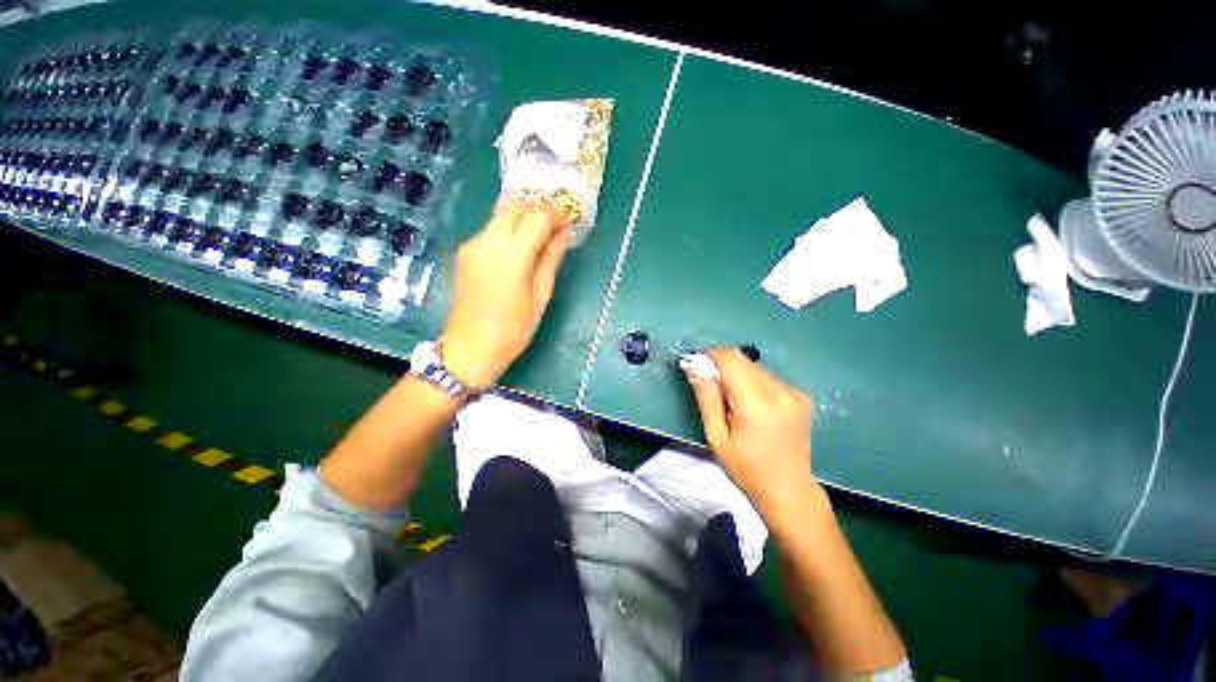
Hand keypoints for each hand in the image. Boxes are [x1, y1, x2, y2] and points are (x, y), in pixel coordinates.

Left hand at [441, 203, 573, 387]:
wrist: (470, 349)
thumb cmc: (513, 329)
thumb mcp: (540, 296)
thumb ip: (552, 260)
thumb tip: (566, 236)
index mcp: (512, 254)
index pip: (537, 218)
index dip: (556, 217)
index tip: (568, 227)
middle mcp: (488, 241)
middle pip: (515, 208)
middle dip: (537, 212)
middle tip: (554, 230)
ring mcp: (472, 245)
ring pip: (501, 217)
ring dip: (522, 221)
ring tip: (540, 240)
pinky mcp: (464, 253)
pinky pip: (490, 231)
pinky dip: (508, 232)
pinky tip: (518, 251)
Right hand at [684, 348, 818, 515]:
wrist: (789, 490)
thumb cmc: (746, 468)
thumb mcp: (716, 436)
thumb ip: (706, 397)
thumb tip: (694, 365)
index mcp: (756, 404)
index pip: (731, 359)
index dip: (711, 355)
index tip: (698, 366)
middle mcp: (779, 391)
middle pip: (743, 360)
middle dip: (723, 366)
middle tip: (713, 389)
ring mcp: (794, 392)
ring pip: (756, 367)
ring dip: (738, 374)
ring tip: (733, 401)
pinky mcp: (801, 396)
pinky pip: (769, 377)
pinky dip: (754, 382)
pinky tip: (753, 406)